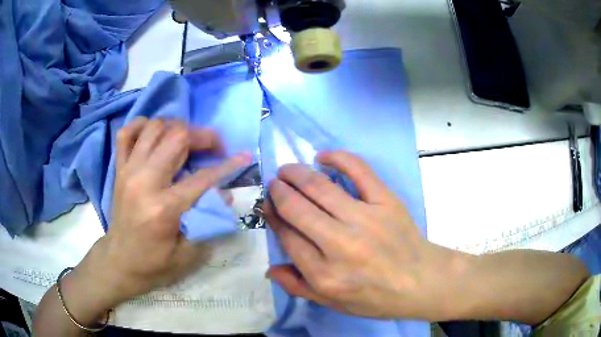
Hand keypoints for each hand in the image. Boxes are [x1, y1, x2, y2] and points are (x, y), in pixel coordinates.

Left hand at [71, 118, 250, 313]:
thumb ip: (208, 222)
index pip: (203, 178)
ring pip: (154, 127)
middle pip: (176, 137)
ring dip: (175, 129)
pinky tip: (153, 134)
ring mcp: (128, 171)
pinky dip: (141, 126)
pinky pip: (126, 133)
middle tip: (213, 148)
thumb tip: (223, 194)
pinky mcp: (118, 169)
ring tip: (186, 142)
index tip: (244, 155)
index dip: (228, 165)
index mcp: (163, 208)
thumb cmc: (154, 263)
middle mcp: (144, 181)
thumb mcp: (187, 254)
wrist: (119, 261)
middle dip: (202, 136)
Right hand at [263, 151, 466, 320]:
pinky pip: (358, 170)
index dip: (274, 218)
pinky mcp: (386, 201)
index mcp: (325, 274)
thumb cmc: (376, 298)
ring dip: (297, 173)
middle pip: (297, 209)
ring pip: (319, 187)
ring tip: (287, 170)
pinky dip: (337, 157)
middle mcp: (340, 245)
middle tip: (274, 184)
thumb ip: (299, 287)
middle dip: (279, 192)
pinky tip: (323, 156)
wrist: (421, 281)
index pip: (288, 237)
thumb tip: (269, 269)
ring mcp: (365, 219)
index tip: (268, 206)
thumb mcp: (334, 304)